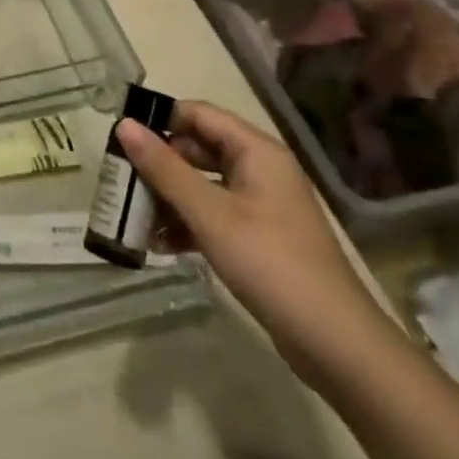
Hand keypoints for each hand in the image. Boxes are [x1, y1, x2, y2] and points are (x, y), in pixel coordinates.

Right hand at [116, 101, 397, 385]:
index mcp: (255, 150)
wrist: (338, 345)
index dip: (159, 120)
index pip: (197, 114)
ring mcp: (261, 205)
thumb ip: (164, 168)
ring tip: (132, 217)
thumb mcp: (210, 214)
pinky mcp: (259, 237)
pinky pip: (213, 214)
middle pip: (198, 149)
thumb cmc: (271, 264)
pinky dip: (186, 223)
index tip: (120, 137)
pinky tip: (158, 245)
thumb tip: (124, 125)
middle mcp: (259, 168)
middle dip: (158, 164)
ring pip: (203, 184)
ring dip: (168, 198)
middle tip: (120, 181)